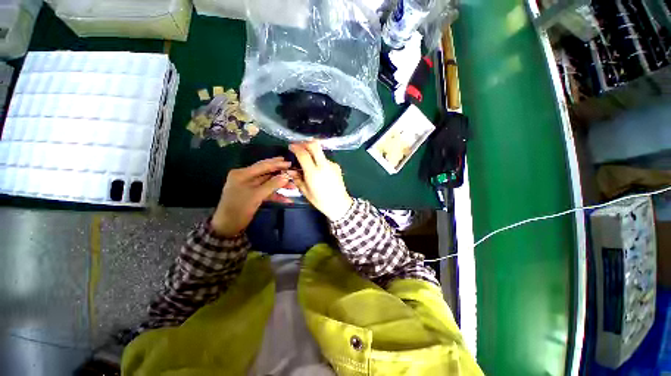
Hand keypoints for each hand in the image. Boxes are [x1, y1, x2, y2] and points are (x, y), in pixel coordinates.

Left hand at [211, 157, 292, 236]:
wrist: (228, 227)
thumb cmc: (239, 209)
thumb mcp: (256, 196)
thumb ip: (272, 185)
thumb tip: (286, 176)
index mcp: (242, 174)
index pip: (262, 166)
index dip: (277, 164)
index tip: (290, 163)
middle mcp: (246, 177)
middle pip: (266, 172)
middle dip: (280, 173)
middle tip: (292, 169)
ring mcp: (250, 186)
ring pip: (268, 182)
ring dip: (280, 185)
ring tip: (293, 186)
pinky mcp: (253, 194)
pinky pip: (267, 191)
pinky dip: (276, 195)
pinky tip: (286, 199)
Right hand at [289, 142, 353, 220]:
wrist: (339, 204)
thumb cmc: (320, 200)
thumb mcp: (305, 191)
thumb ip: (297, 178)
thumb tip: (291, 169)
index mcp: (314, 173)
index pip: (303, 154)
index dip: (296, 147)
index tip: (291, 147)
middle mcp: (324, 165)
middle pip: (315, 145)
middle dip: (305, 143)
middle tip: (299, 146)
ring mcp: (332, 164)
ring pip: (320, 152)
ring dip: (312, 153)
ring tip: (308, 162)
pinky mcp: (337, 166)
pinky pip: (325, 160)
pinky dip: (319, 160)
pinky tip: (318, 169)